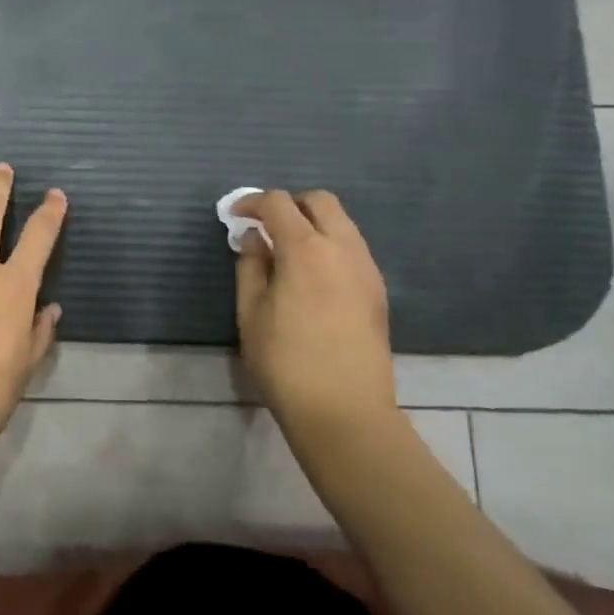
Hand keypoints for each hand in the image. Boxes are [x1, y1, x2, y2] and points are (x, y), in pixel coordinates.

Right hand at [234, 190, 396, 420]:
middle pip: (320, 201)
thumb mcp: (251, 313)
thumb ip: (250, 267)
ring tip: (287, 253)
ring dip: (312, 224)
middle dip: (289, 204)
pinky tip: (312, 276)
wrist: (346, 412)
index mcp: (307, 249)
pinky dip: (329, 245)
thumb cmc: (286, 363)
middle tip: (265, 227)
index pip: (279, 203)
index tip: (235, 217)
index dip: (252, 203)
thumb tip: (254, 239)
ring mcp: (367, 268)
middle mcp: (343, 248)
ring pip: (342, 223)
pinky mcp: (378, 291)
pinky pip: (352, 248)